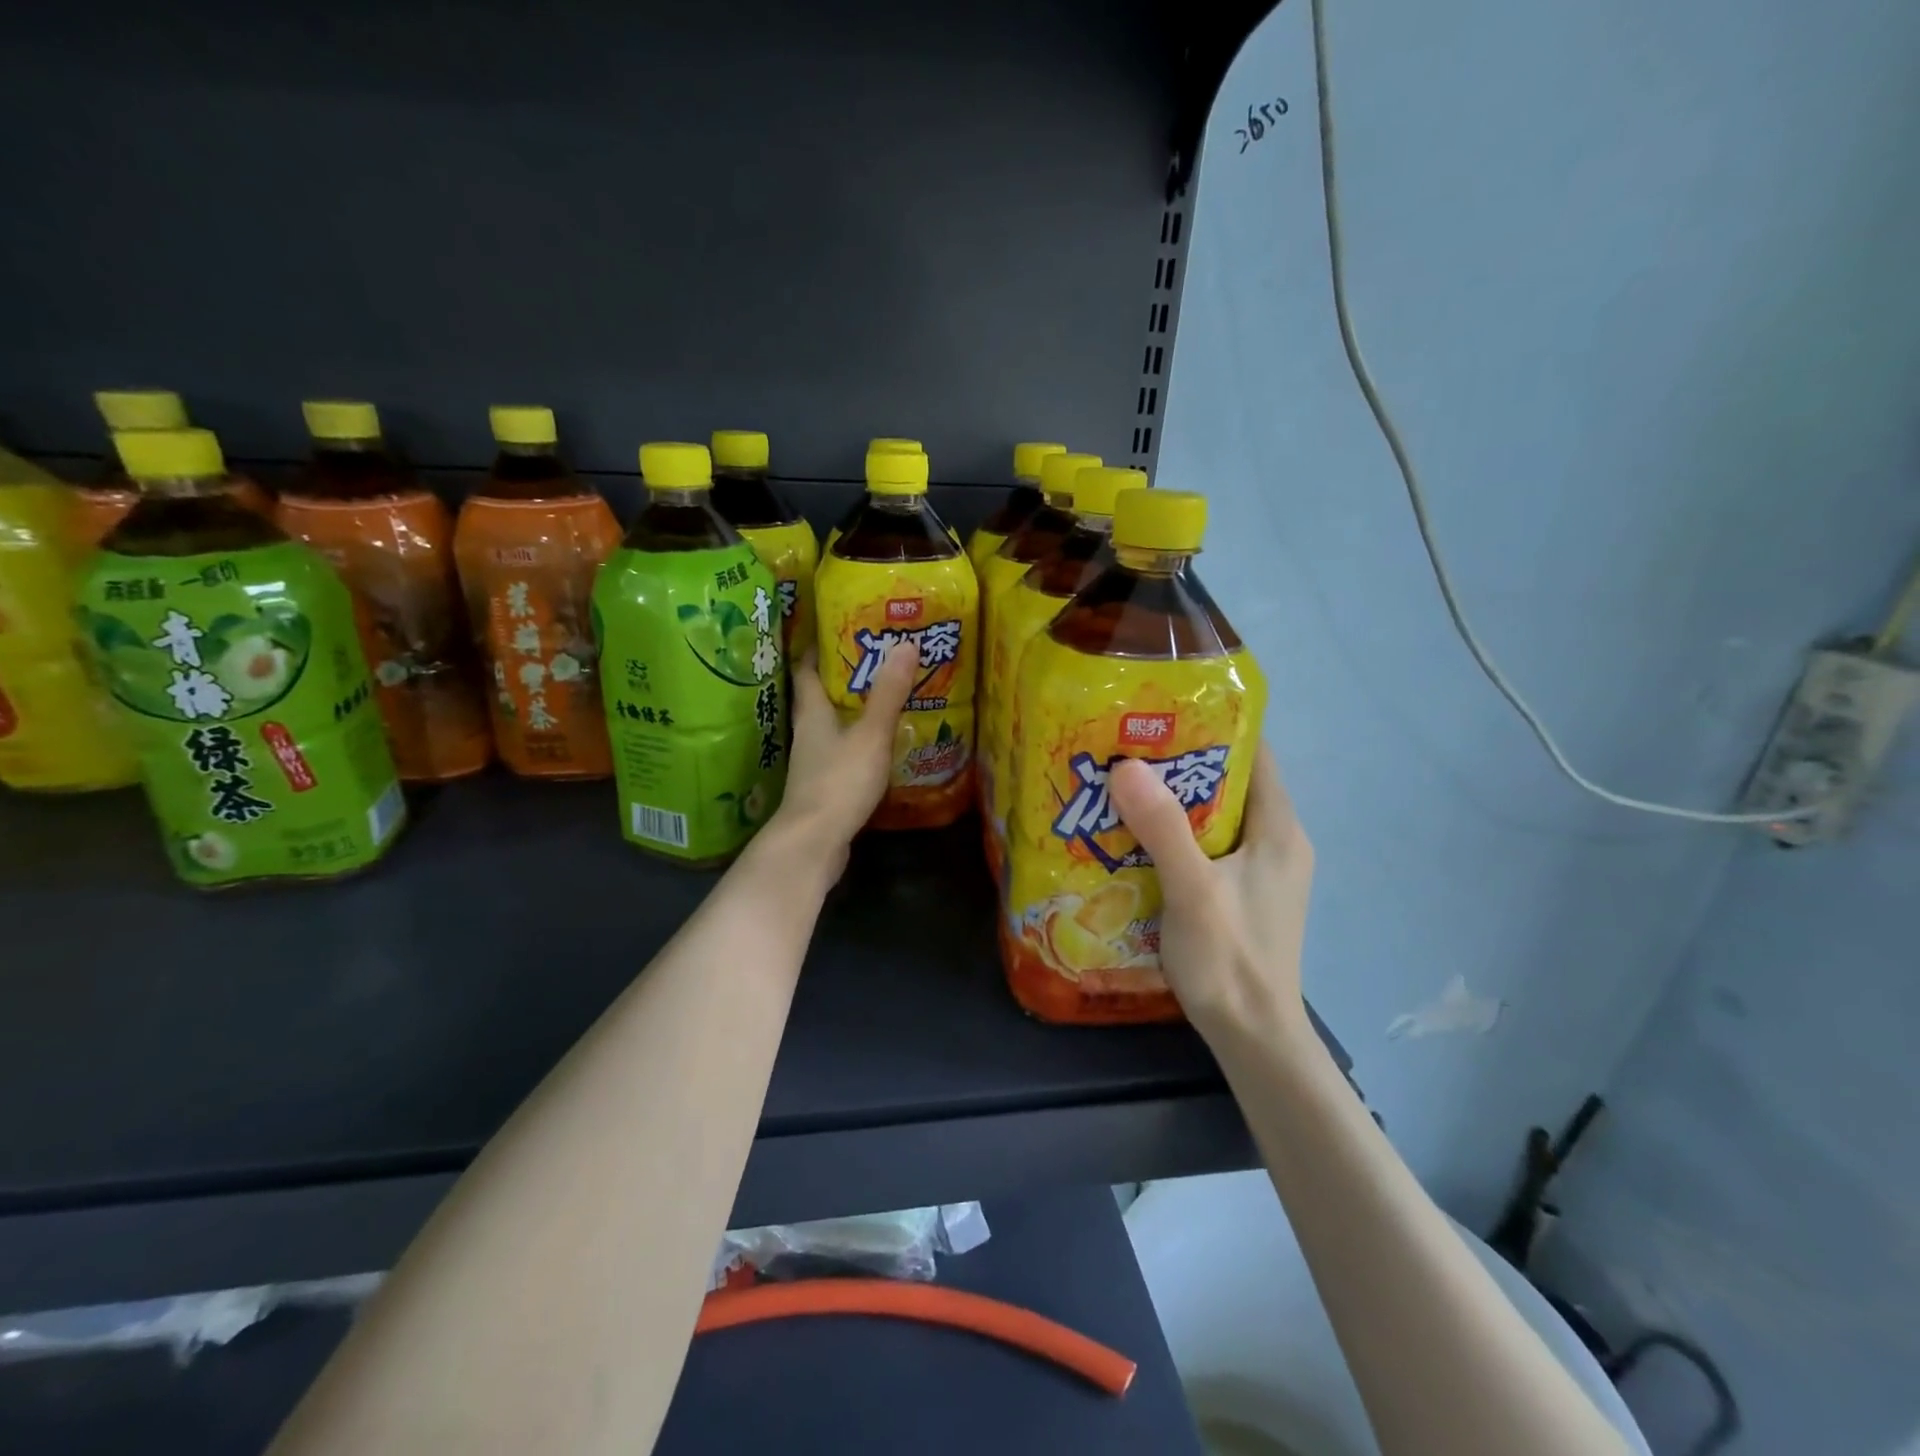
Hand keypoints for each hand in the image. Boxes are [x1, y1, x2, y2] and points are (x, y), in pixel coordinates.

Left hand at [766, 645, 917, 875]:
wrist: (814, 842)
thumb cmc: (839, 781)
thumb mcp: (870, 734)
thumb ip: (888, 693)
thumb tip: (905, 643)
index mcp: (812, 713)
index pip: (806, 670)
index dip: (817, 649)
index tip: (836, 630)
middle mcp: (808, 733)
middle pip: (818, 697)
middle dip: (841, 678)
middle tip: (874, 660)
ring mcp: (813, 763)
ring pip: (831, 726)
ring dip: (851, 712)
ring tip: (883, 698)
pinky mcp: (824, 787)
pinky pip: (841, 754)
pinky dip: (857, 743)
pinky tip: (879, 745)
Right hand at [1108, 744, 1315, 1051]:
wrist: (1254, 1038)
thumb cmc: (1231, 960)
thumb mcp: (1193, 890)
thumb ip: (1162, 828)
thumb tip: (1126, 766)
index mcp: (1279, 829)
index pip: (1254, 753)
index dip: (1212, 726)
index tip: (1159, 713)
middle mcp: (1276, 842)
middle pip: (1228, 782)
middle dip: (1179, 764)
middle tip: (1125, 749)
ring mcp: (1260, 871)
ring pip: (1214, 817)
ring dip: (1172, 802)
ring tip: (1121, 787)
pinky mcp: (1241, 895)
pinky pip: (1207, 848)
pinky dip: (1174, 836)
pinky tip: (1134, 839)